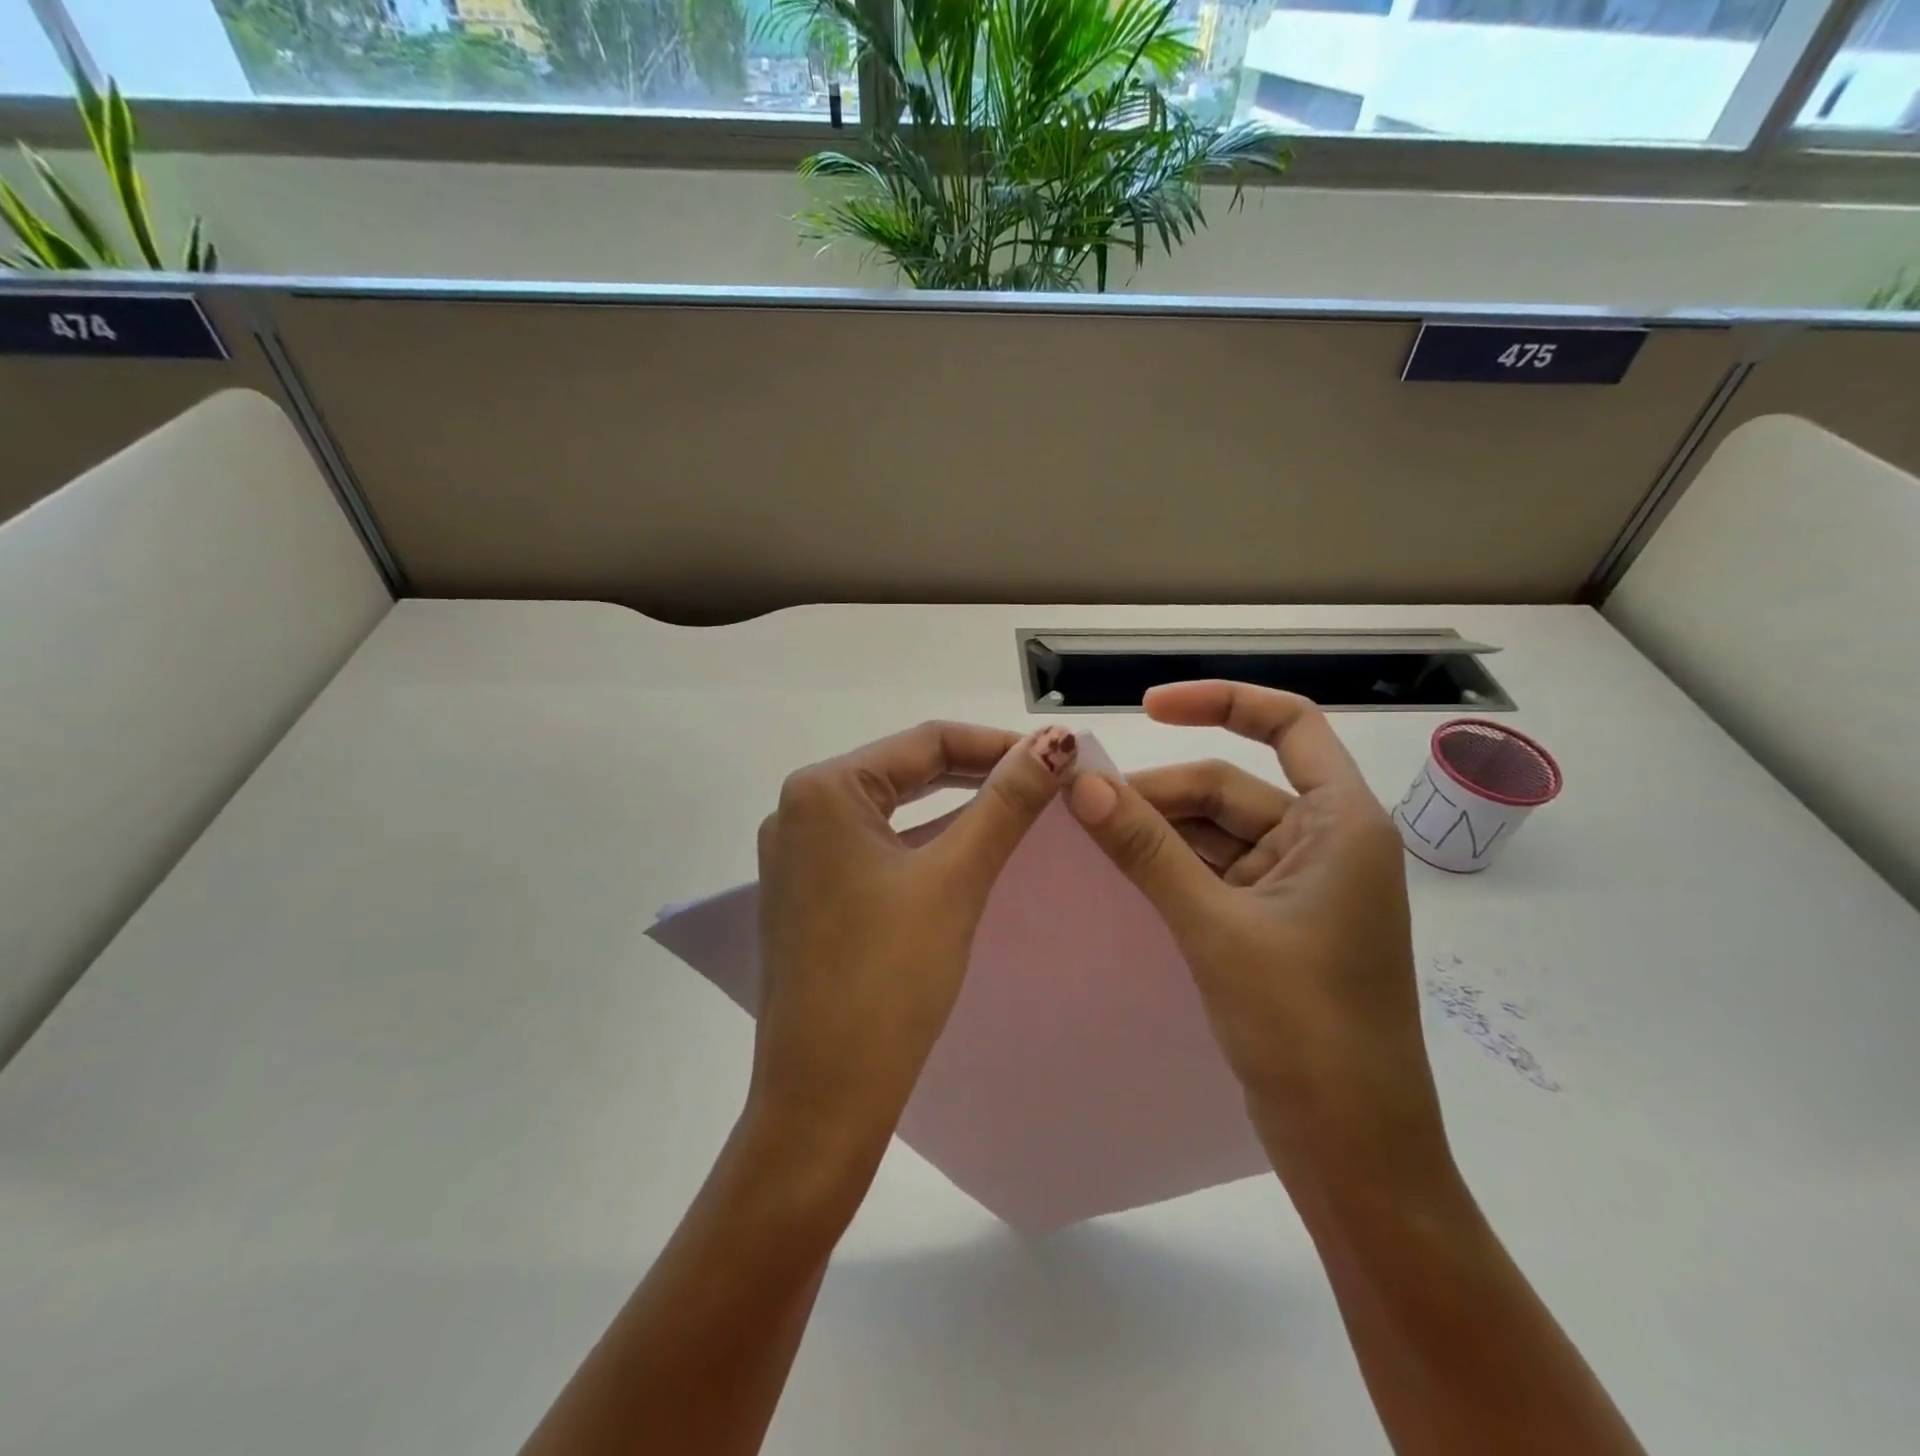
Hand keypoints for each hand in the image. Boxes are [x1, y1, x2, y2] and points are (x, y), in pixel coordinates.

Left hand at [750, 720, 1078, 1185]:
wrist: (823, 1097)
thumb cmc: (888, 978)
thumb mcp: (955, 879)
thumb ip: (1006, 803)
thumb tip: (1057, 742)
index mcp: (822, 789)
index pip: (925, 741)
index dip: (998, 744)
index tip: (1058, 759)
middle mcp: (798, 809)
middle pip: (905, 770)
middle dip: (977, 772)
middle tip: (1045, 784)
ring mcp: (797, 853)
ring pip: (891, 808)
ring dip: (953, 807)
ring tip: (1017, 809)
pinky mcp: (806, 891)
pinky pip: (874, 845)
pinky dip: (922, 841)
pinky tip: (964, 849)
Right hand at [1065, 682, 1450, 1188]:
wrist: (1352, 1152)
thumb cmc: (1304, 1028)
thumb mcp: (1215, 926)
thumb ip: (1146, 849)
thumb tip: (1081, 782)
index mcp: (1342, 824)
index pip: (1289, 725)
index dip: (1220, 702)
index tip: (1146, 708)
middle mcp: (1325, 845)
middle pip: (1231, 787)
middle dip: (1160, 793)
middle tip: (1083, 806)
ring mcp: (1298, 889)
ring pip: (1215, 835)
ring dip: (1158, 833)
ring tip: (1091, 839)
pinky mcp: (1273, 928)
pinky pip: (1213, 875)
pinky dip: (1170, 869)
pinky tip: (1121, 875)